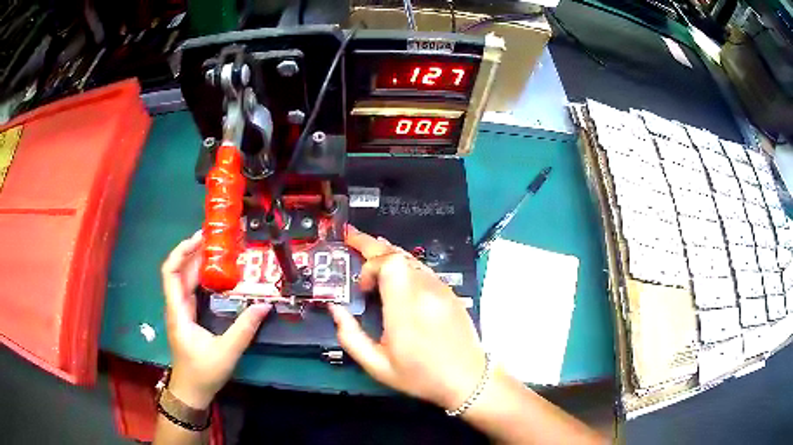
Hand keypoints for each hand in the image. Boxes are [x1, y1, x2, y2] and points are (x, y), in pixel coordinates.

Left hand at [161, 231, 271, 408]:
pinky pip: (192, 290)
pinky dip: (202, 277)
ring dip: (199, 263)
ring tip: (220, 251)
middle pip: (179, 271)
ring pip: (186, 280)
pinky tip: (218, 275)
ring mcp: (181, 311)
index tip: (200, 238)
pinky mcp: (188, 317)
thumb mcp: (226, 352)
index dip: (181, 251)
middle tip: (218, 240)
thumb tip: (264, 306)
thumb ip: (244, 329)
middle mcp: (176, 306)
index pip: (171, 272)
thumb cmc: (203, 373)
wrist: (191, 391)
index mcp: (178, 311)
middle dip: (195, 252)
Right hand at [328, 226, 486, 410]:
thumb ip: (350, 337)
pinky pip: (423, 268)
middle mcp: (426, 291)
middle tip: (351, 238)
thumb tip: (335, 309)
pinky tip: (395, 274)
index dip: (370, 265)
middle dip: (371, 245)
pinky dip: (404, 265)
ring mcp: (441, 289)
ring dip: (388, 254)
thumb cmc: (421, 376)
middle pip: (398, 253)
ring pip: (411, 258)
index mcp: (407, 309)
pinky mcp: (450, 292)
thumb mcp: (378, 366)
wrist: (468, 379)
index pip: (390, 262)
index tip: (362, 288)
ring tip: (369, 253)